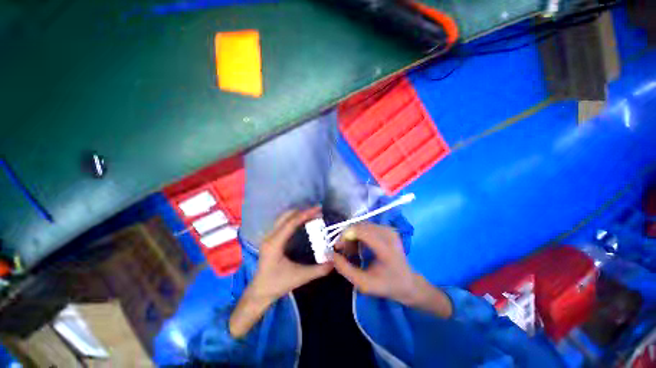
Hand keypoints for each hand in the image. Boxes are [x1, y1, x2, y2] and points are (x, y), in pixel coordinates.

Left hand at [230, 208, 332, 336]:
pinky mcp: (270, 239)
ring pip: (283, 218)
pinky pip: (282, 223)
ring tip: (312, 214)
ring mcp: (268, 237)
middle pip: (286, 216)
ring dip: (298, 214)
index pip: (291, 223)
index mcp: (275, 244)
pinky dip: (294, 219)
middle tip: (317, 211)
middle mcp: (270, 236)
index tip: (318, 210)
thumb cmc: (278, 284)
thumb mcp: (300, 277)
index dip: (305, 214)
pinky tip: (302, 222)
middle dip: (302, 211)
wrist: (260, 292)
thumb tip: (334, 262)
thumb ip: (318, 270)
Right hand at [333, 223, 452, 317]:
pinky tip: (357, 246)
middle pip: (360, 226)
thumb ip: (345, 269)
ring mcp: (389, 229)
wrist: (408, 282)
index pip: (361, 231)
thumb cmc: (387, 285)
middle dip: (347, 236)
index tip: (337, 247)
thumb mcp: (364, 283)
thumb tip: (331, 255)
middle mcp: (388, 234)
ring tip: (349, 250)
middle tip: (341, 249)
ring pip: (362, 225)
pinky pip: (367, 227)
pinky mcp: (387, 229)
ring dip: (352, 235)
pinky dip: (358, 235)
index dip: (345, 236)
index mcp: (386, 248)